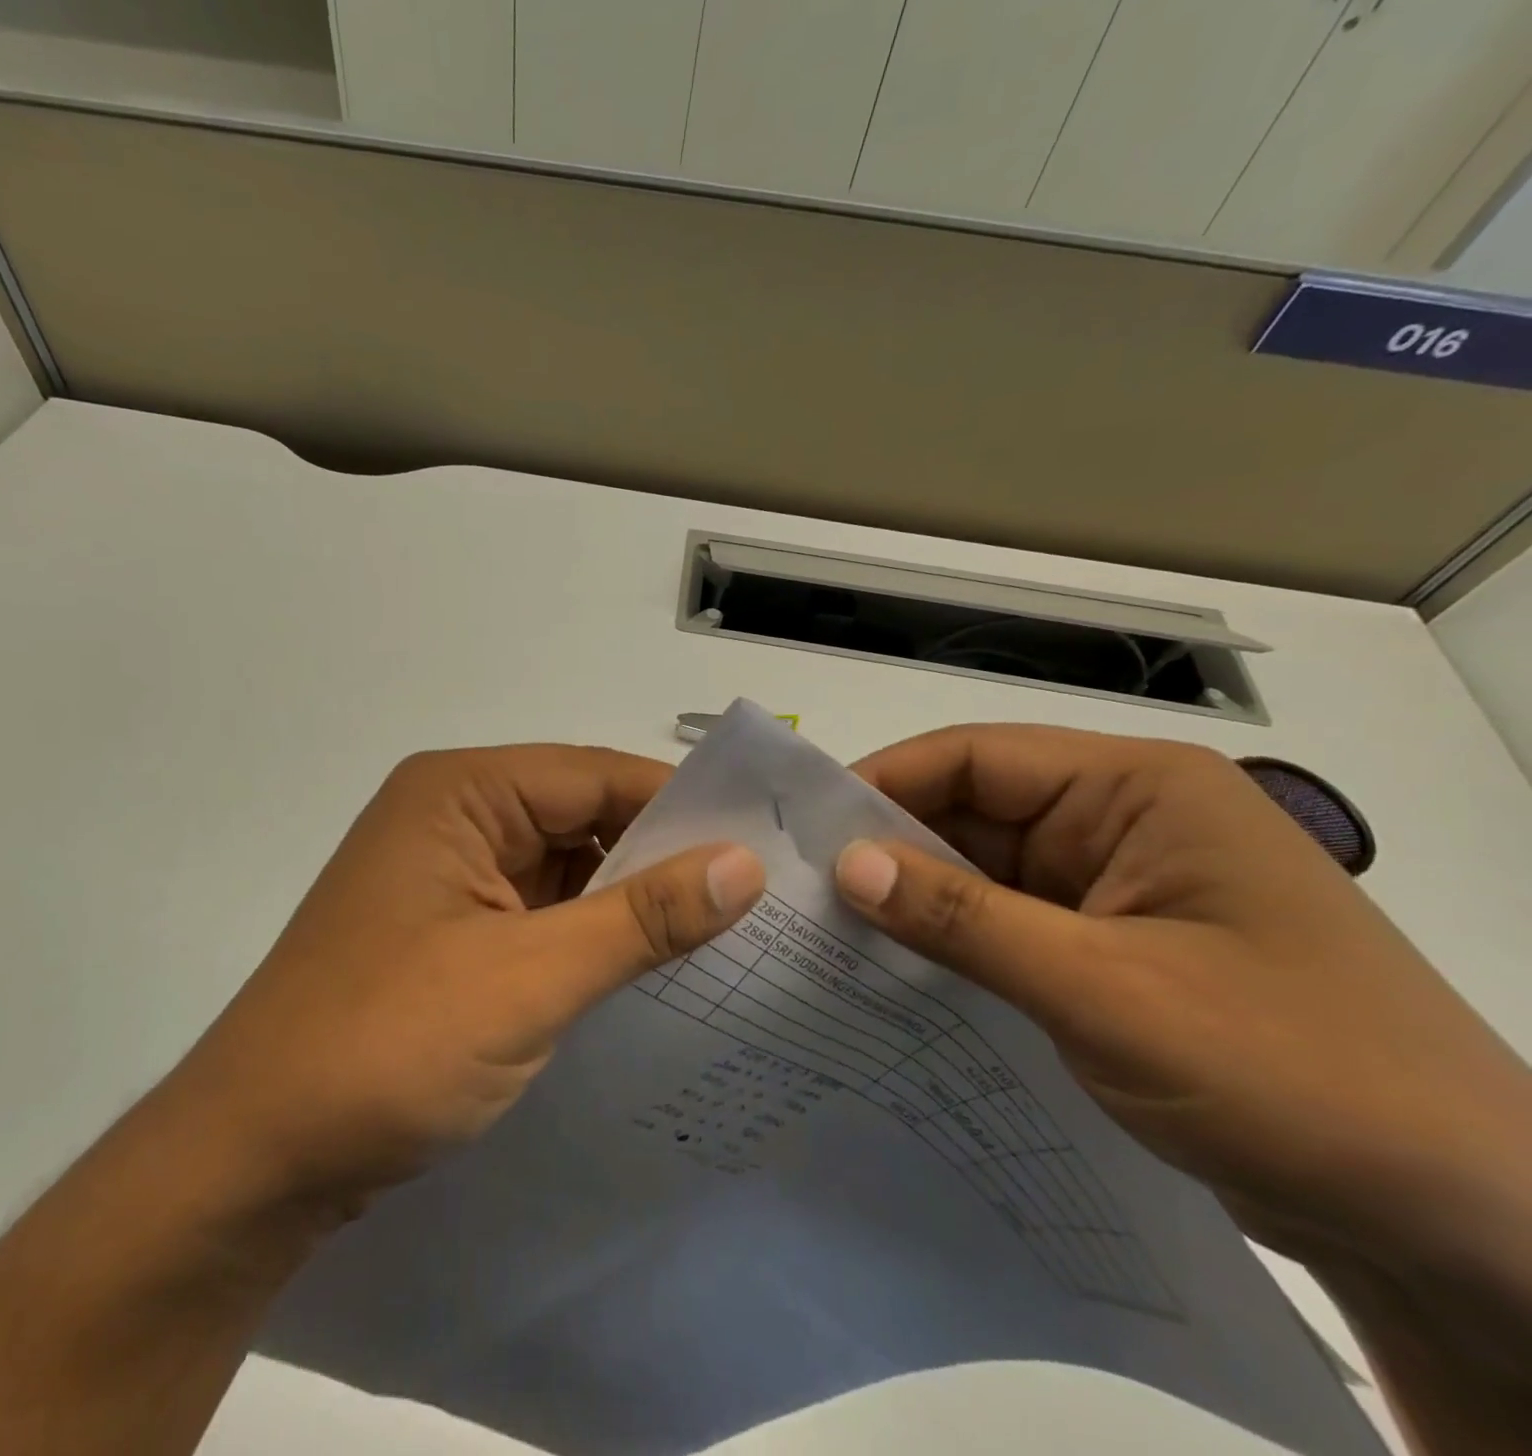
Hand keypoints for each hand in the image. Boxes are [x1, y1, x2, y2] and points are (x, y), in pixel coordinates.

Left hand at [190, 746, 765, 1212]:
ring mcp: (451, 877)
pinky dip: (593, 934)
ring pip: (567, 868)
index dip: (681, 805)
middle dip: (662, 855)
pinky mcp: (452, 932)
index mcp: (460, 792)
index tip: (765, 842)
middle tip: (761, 894)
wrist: (254, 1159)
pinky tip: (653, 966)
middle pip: (582, 816)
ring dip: (631, 900)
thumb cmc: (385, 1046)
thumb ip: (641, 918)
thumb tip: (745, 865)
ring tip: (729, 933)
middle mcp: (454, 817)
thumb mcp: (529, 979)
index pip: (595, 775)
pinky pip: (542, 912)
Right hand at [832, 725, 1531, 1269]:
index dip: (882, 784)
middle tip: (801, 892)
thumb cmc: (1297, 1076)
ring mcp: (1117, 885)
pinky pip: (1006, 921)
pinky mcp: (1112, 945)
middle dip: (890, 848)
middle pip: (971, 811)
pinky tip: (895, 969)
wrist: (1469, 1232)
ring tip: (828, 931)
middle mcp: (1123, 821)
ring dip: (917, 900)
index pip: (973, 757)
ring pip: (982, 869)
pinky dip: (953, 941)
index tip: (803, 831)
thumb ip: (963, 918)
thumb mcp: (1106, 990)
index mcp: (1138, 790)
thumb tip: (845, 865)